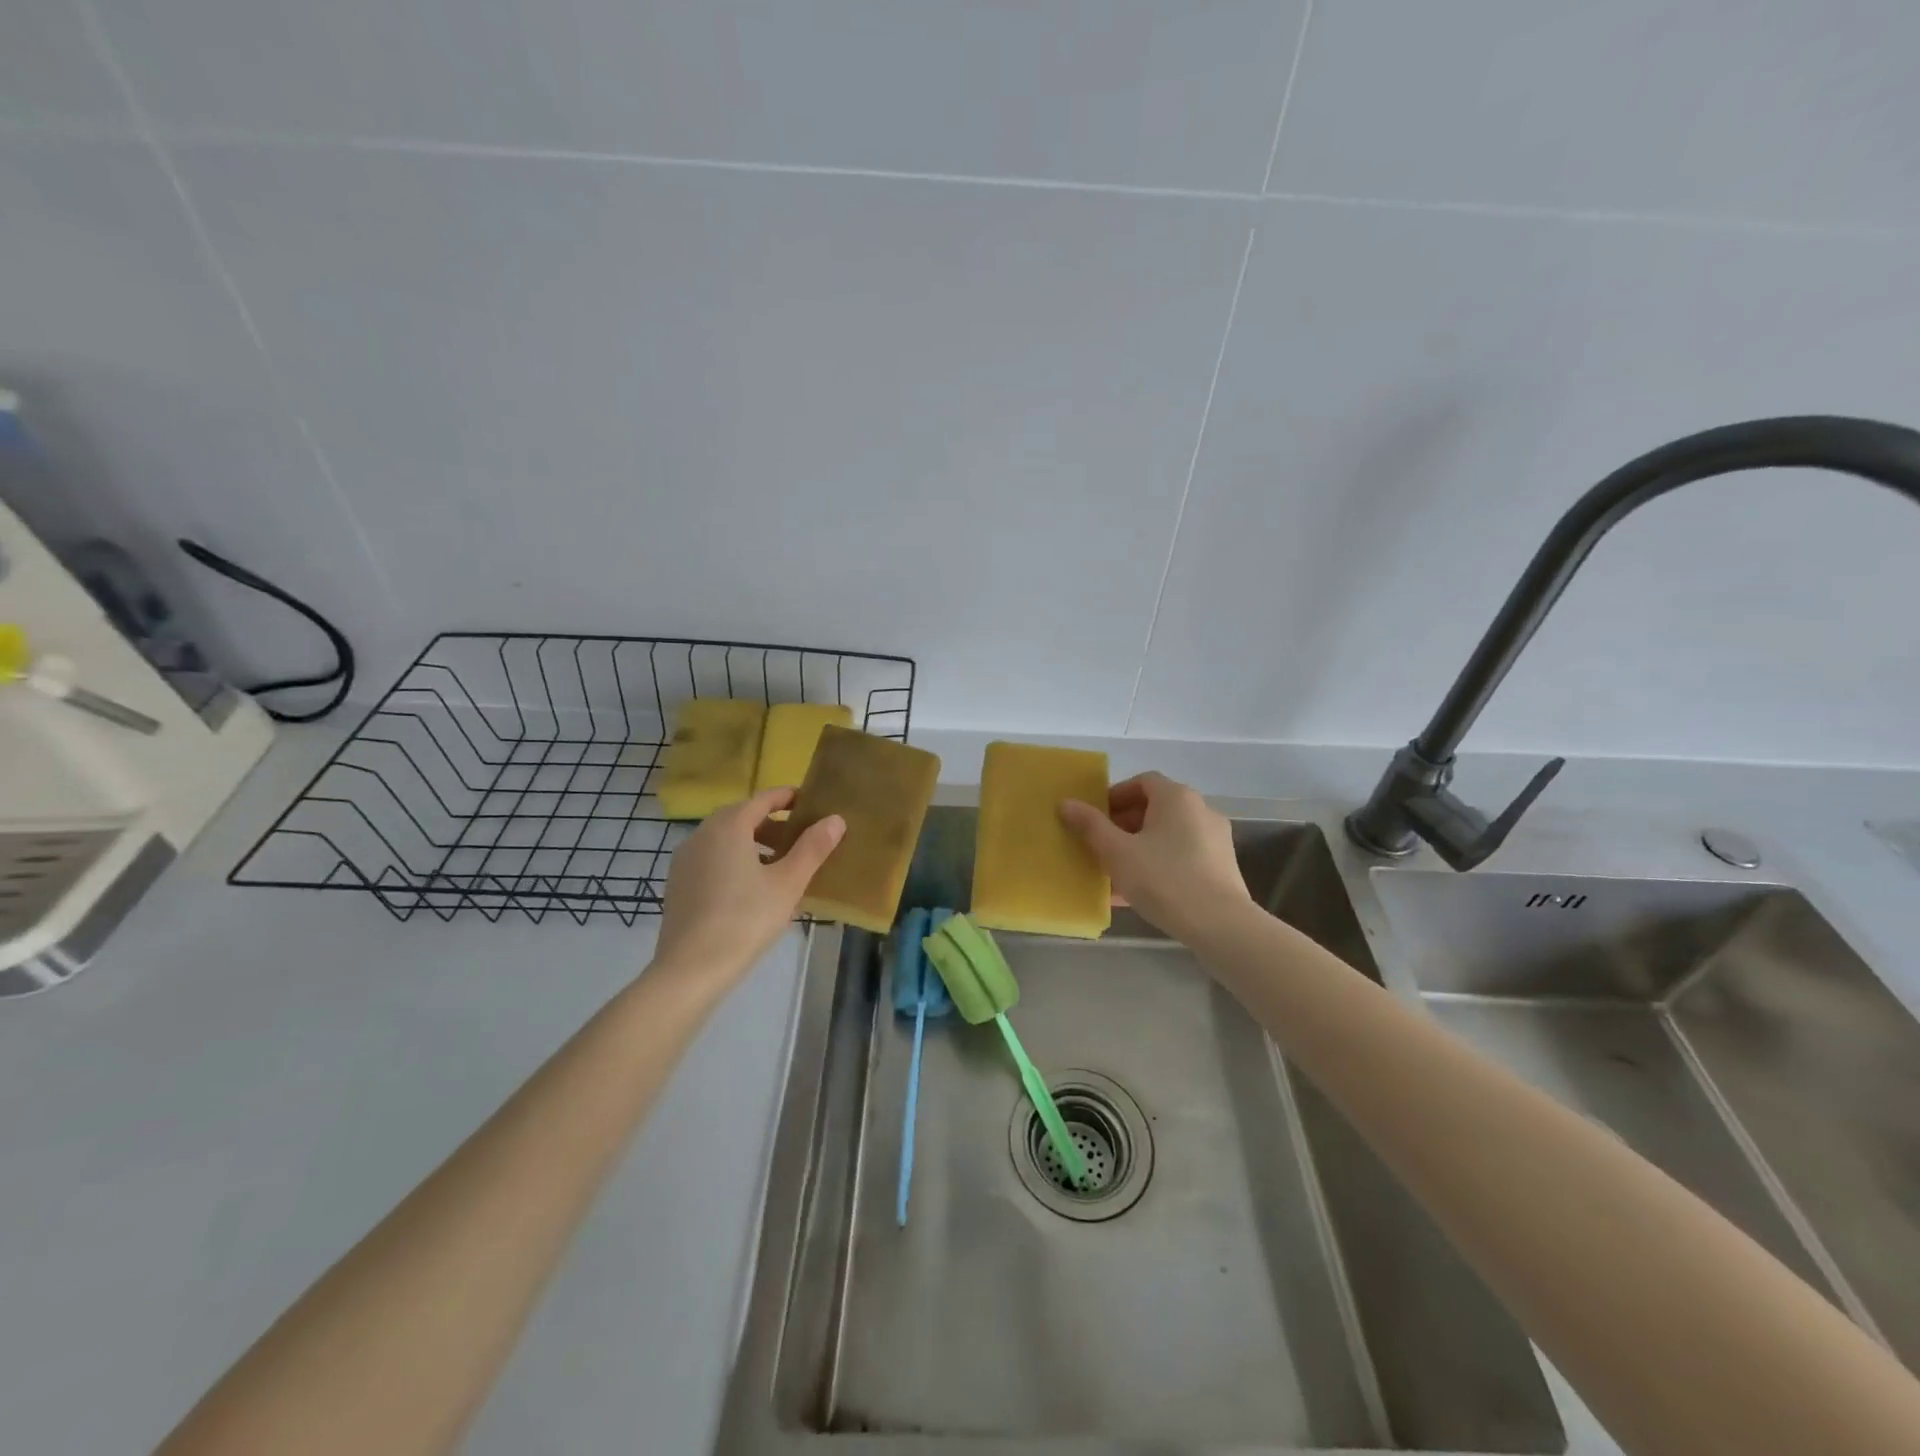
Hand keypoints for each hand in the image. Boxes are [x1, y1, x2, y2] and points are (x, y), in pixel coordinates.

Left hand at [655, 788, 844, 983]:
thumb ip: (813, 848)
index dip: (788, 797)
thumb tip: (835, 819)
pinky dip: (735, 861)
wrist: (690, 970)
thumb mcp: (788, 883)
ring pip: (726, 840)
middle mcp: (702, 834)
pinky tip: (752, 889)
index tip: (811, 804)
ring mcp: (685, 860)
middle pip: (743, 817)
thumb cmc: (746, 919)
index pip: (763, 798)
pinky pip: (713, 859)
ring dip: (755, 844)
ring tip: (781, 867)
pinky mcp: (678, 884)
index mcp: (729, 826)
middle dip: (773, 824)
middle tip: (802, 839)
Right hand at [1059, 772, 1250, 939]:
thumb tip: (1066, 803)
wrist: (1220, 925)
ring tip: (1116, 871)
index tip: (1096, 818)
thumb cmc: (1163, 879)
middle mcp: (1200, 809)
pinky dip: (1159, 864)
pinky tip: (1139, 892)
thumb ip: (1090, 825)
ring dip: (1140, 846)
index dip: (1116, 795)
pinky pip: (1182, 856)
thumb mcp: (1117, 852)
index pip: (1142, 781)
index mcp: (1176, 797)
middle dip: (1124, 824)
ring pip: (1168, 835)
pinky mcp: (1221, 867)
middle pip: (1156, 807)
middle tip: (1101, 845)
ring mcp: (1215, 839)